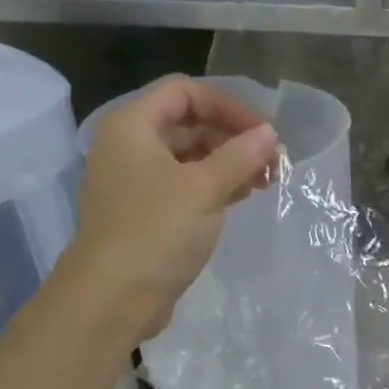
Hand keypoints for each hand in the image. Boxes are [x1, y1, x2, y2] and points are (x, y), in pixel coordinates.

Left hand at [60, 76, 278, 342]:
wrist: (115, 295)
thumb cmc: (157, 231)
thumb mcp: (205, 188)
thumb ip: (240, 156)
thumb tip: (269, 134)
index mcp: (133, 127)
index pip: (185, 93)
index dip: (228, 106)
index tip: (264, 132)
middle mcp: (130, 146)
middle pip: (188, 123)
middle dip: (233, 137)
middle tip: (272, 161)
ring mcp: (137, 181)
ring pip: (190, 156)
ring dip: (229, 163)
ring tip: (265, 182)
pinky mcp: (147, 211)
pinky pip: (185, 184)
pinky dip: (215, 185)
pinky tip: (242, 197)